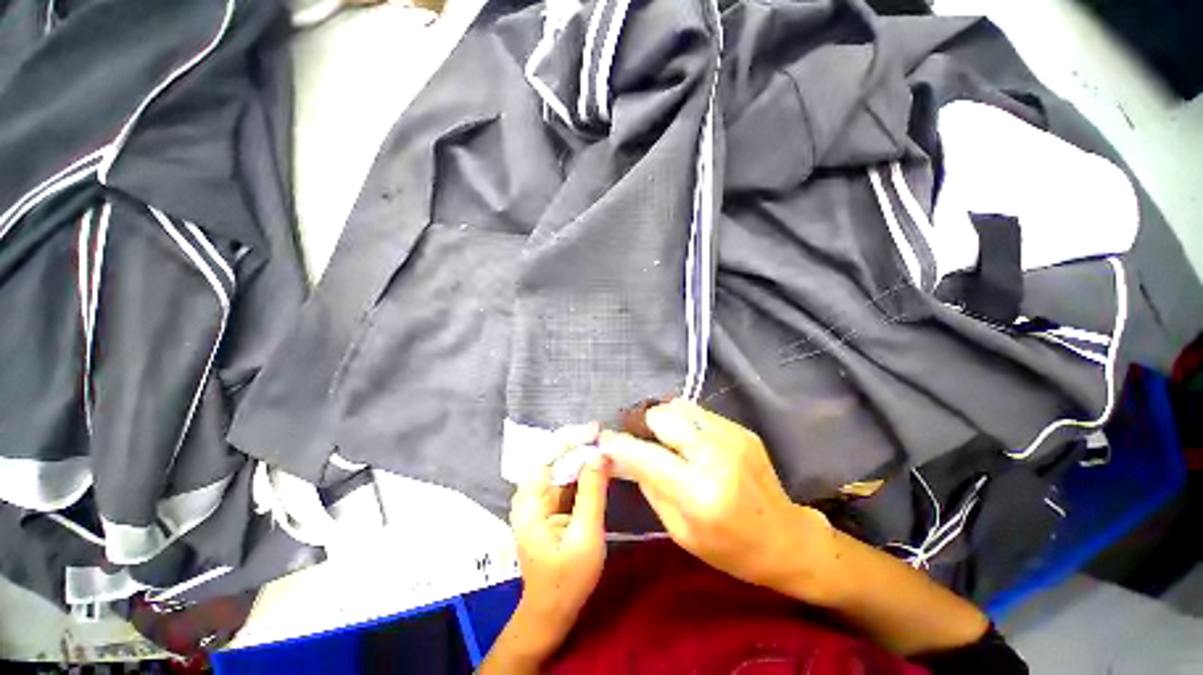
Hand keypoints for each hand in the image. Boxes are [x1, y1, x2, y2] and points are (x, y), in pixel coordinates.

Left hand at [507, 424, 610, 652]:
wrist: (552, 611)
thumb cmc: (567, 580)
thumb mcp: (585, 536)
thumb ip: (592, 493)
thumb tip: (600, 454)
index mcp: (530, 502)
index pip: (548, 456)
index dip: (572, 439)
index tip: (597, 430)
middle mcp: (530, 495)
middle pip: (554, 458)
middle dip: (579, 444)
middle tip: (605, 435)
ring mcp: (539, 500)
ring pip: (561, 466)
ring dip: (582, 454)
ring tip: (605, 443)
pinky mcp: (550, 506)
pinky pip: (566, 480)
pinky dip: (582, 470)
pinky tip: (598, 464)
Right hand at [599, 399, 838, 602]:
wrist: (785, 538)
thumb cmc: (729, 547)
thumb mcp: (680, 530)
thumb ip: (648, 486)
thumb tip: (620, 458)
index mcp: (699, 493)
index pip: (646, 456)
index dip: (619, 445)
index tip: (604, 440)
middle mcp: (715, 456)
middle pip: (663, 417)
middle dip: (644, 425)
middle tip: (641, 439)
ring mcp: (732, 437)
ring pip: (680, 407)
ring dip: (664, 419)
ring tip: (664, 438)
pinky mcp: (741, 429)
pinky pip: (699, 412)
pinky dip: (684, 421)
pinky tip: (688, 439)